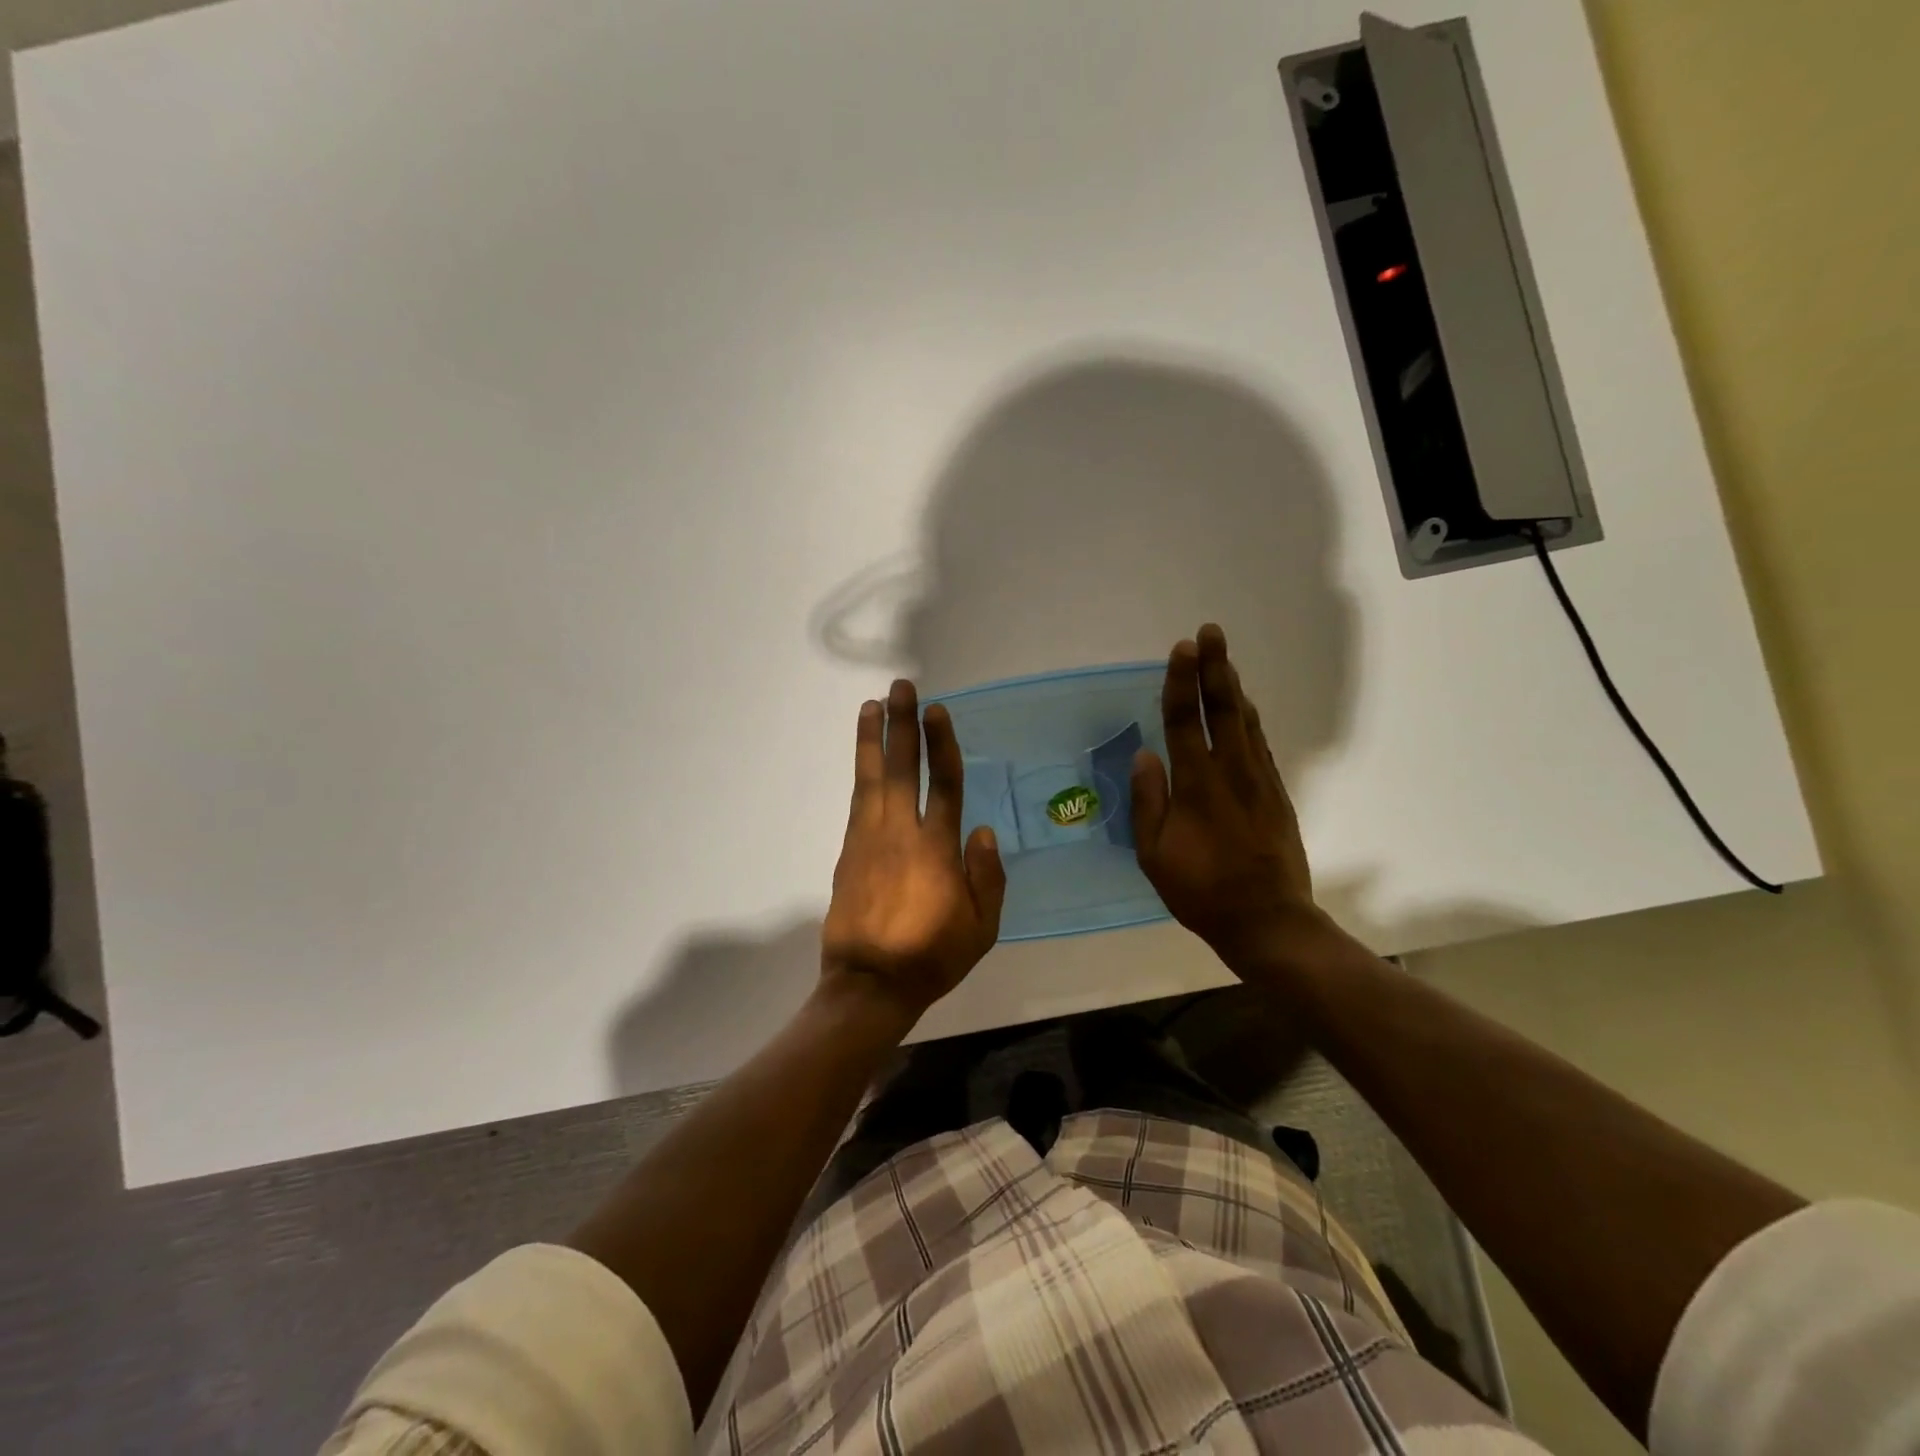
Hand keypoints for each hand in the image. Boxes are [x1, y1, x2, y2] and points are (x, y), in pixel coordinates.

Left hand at [821, 679, 1006, 1024]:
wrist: (869, 984)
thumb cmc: (931, 956)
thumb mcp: (981, 928)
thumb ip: (987, 878)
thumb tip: (983, 830)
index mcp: (937, 849)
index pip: (945, 784)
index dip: (942, 744)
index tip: (938, 711)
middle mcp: (901, 833)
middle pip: (903, 767)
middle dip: (902, 724)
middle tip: (901, 687)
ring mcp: (870, 839)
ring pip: (872, 777)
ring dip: (872, 738)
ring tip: (871, 704)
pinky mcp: (848, 850)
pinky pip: (857, 800)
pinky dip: (861, 771)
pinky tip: (864, 756)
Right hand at [1132, 625, 1330, 974]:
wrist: (1268, 920)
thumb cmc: (1201, 891)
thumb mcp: (1155, 855)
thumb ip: (1148, 802)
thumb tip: (1144, 756)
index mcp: (1197, 785)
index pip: (1184, 722)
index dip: (1180, 683)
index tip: (1181, 649)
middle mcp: (1231, 772)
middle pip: (1222, 709)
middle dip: (1214, 667)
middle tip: (1210, 632)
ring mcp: (1260, 780)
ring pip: (1245, 722)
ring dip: (1233, 686)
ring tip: (1224, 659)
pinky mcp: (1276, 793)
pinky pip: (1260, 743)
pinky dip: (1249, 718)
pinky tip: (1243, 709)